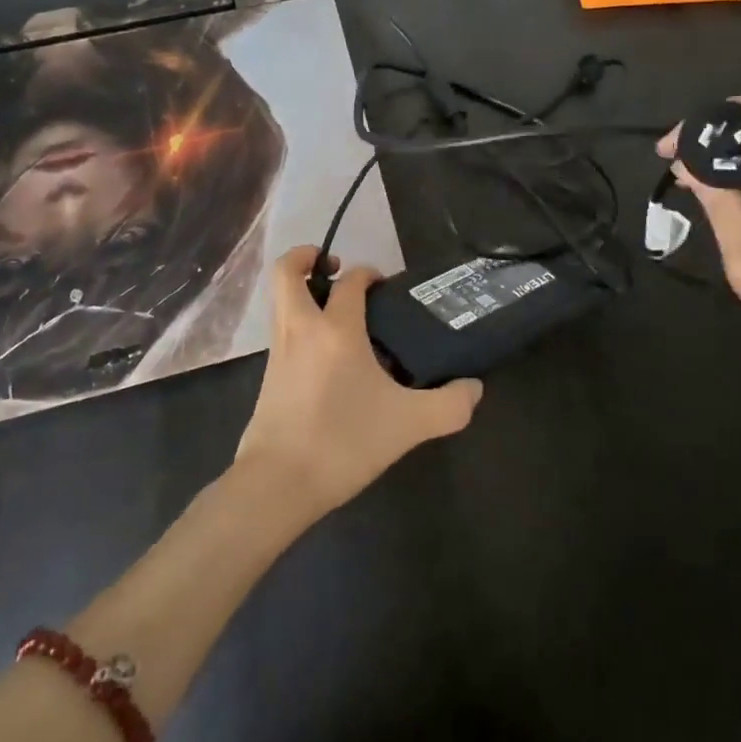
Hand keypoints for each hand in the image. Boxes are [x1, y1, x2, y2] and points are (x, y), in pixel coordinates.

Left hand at [234, 246, 483, 520]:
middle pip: (287, 271)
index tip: (385, 287)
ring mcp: (278, 350)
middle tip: (335, 267)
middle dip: (307, 257)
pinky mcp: (266, 375)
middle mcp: (301, 328)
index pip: (351, 280)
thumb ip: (449, 405)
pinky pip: (280, 329)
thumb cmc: (343, 442)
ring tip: (332, 307)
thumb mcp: (408, 425)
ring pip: (280, 299)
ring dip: (300, 289)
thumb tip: (474, 388)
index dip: (369, 273)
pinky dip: (297, 321)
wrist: (277, 484)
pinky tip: (324, 352)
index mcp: (336, 328)